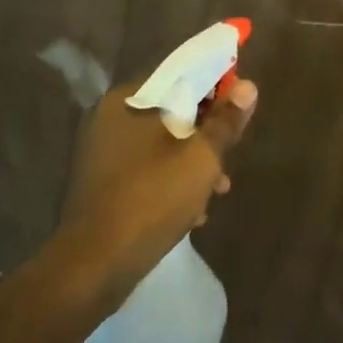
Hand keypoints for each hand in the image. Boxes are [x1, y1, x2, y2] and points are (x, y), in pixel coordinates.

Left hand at [59, 76, 258, 294]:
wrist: (94, 267)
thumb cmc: (152, 199)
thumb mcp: (201, 158)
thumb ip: (226, 121)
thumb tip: (248, 86)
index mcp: (128, 100)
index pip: (180, 76)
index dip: (215, 87)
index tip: (237, 109)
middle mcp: (110, 118)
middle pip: (172, 111)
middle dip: (205, 134)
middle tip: (228, 158)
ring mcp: (103, 152)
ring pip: (162, 144)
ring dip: (192, 162)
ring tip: (217, 191)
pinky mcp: (102, 183)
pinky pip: (146, 168)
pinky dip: (170, 180)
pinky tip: (193, 210)